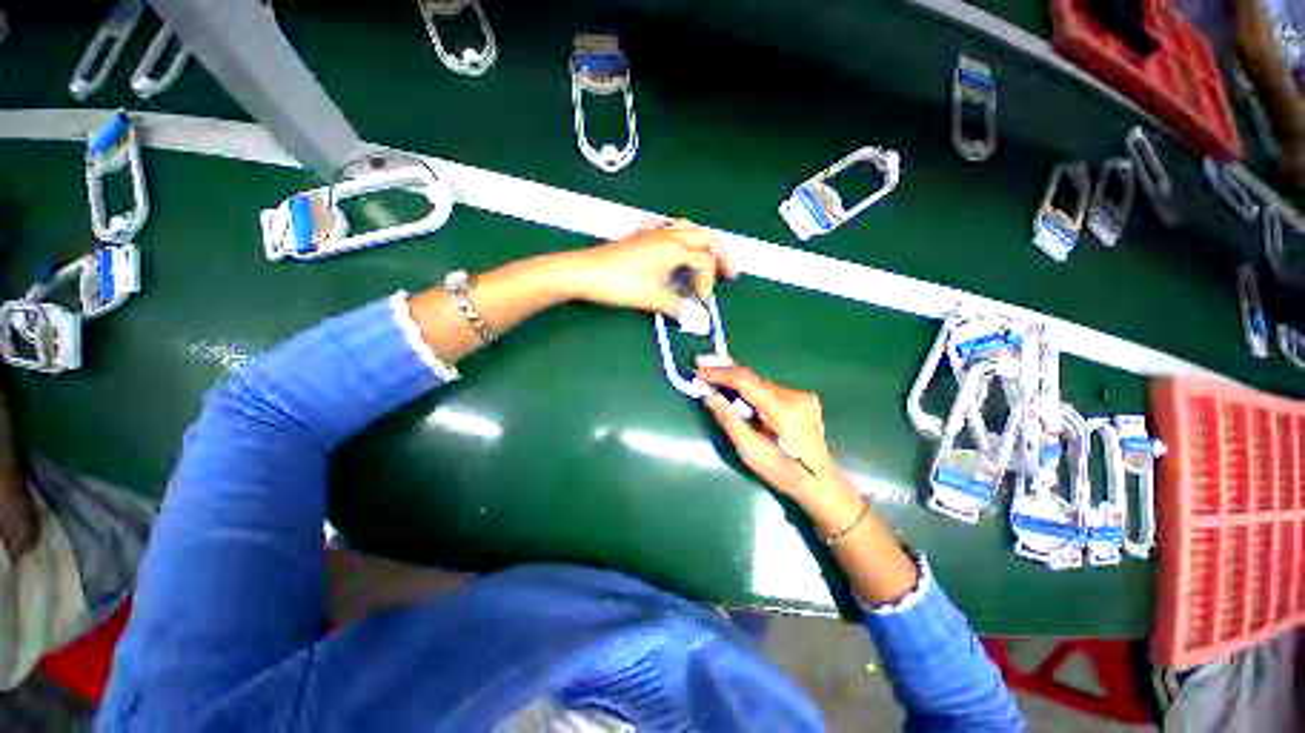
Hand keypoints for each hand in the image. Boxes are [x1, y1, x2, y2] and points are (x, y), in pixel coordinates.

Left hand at [569, 220, 736, 315]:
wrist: (585, 272)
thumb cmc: (620, 283)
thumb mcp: (653, 298)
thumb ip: (677, 307)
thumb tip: (691, 316)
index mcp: (675, 247)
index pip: (705, 260)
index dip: (709, 282)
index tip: (703, 301)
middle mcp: (668, 234)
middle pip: (704, 236)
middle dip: (719, 253)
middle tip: (727, 270)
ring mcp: (653, 232)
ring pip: (687, 228)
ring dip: (700, 242)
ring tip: (705, 257)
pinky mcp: (640, 236)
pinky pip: (668, 229)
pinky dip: (679, 237)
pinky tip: (676, 246)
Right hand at [696, 362, 863, 534]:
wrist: (821, 483)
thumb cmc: (783, 472)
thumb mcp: (750, 451)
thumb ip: (729, 420)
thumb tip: (709, 395)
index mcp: (783, 409)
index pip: (745, 381)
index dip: (720, 373)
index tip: (699, 370)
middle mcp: (795, 395)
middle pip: (753, 378)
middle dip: (726, 371)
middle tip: (702, 363)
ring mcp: (803, 395)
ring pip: (761, 383)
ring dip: (738, 380)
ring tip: (715, 374)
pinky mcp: (804, 399)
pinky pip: (770, 389)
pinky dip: (752, 388)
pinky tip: (738, 390)